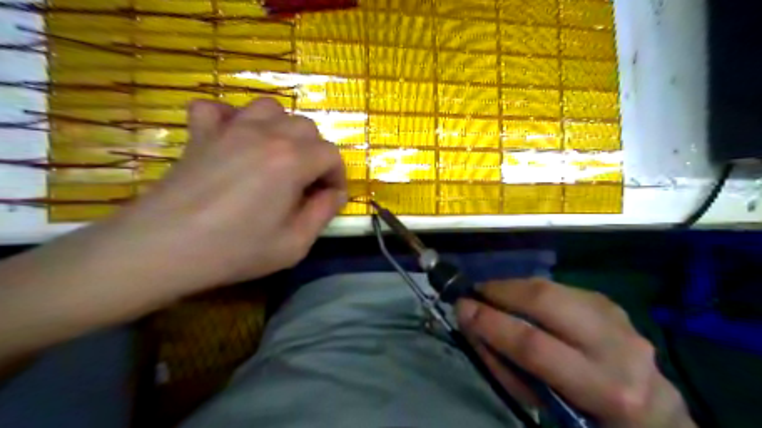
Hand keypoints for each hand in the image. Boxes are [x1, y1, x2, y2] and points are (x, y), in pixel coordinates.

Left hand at [111, 97, 346, 289]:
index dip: (337, 176)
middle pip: (306, 127)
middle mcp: (266, 134)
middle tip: (306, 183)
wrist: (162, 248)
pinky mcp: (200, 133)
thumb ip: (323, 214)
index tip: (329, 198)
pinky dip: (231, 118)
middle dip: (316, 154)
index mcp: (292, 161)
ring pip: (270, 109)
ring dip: (282, 129)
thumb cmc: (235, 250)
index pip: (331, 154)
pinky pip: (218, 108)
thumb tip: (335, 194)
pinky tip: (234, 139)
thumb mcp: (294, 244)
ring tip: (278, 156)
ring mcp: (230, 129)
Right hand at [455, 279, 694, 427]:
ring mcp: (618, 318)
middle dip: (501, 292)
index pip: (534, 345)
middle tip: (475, 293)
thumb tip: (475, 326)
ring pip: (552, 288)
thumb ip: (509, 368)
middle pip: (546, 301)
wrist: (652, 415)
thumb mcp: (548, 409)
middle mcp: (618, 346)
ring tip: (492, 294)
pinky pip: (559, 288)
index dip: (491, 323)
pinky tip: (520, 299)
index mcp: (604, 389)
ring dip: (513, 287)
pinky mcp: (611, 303)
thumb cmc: (589, 420)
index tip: (460, 309)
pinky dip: (531, 290)